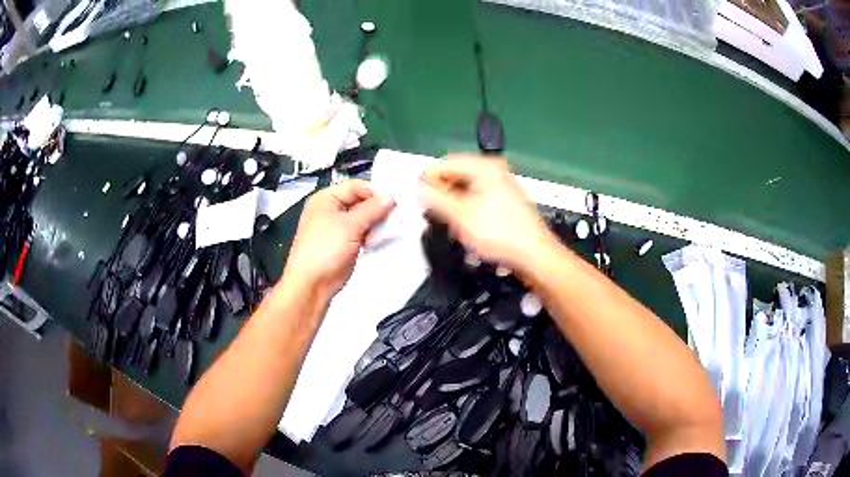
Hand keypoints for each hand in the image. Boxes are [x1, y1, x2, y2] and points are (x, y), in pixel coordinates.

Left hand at [283, 180, 394, 295]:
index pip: (356, 186)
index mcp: (326, 198)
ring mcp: (339, 227)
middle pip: (361, 201)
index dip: (374, 192)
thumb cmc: (325, 249)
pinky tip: (383, 238)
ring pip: (364, 218)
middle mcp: (332, 209)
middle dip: (378, 208)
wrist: (312, 284)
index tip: (394, 201)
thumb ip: (371, 209)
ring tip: (391, 228)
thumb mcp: (350, 225)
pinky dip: (373, 234)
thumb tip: (389, 197)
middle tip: (397, 215)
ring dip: (377, 222)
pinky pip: (363, 232)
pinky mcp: (345, 243)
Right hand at [420, 156, 555, 271]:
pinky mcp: (505, 201)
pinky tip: (465, 225)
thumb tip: (420, 187)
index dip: (429, 179)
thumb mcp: (460, 216)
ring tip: (448, 221)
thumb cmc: (501, 234)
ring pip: (467, 189)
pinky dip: (467, 209)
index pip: (446, 163)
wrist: (534, 254)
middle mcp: (495, 171)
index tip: (418, 196)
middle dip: (442, 193)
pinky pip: (478, 199)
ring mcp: (502, 186)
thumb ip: (436, 198)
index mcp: (485, 167)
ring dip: (454, 203)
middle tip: (431, 211)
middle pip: (457, 176)